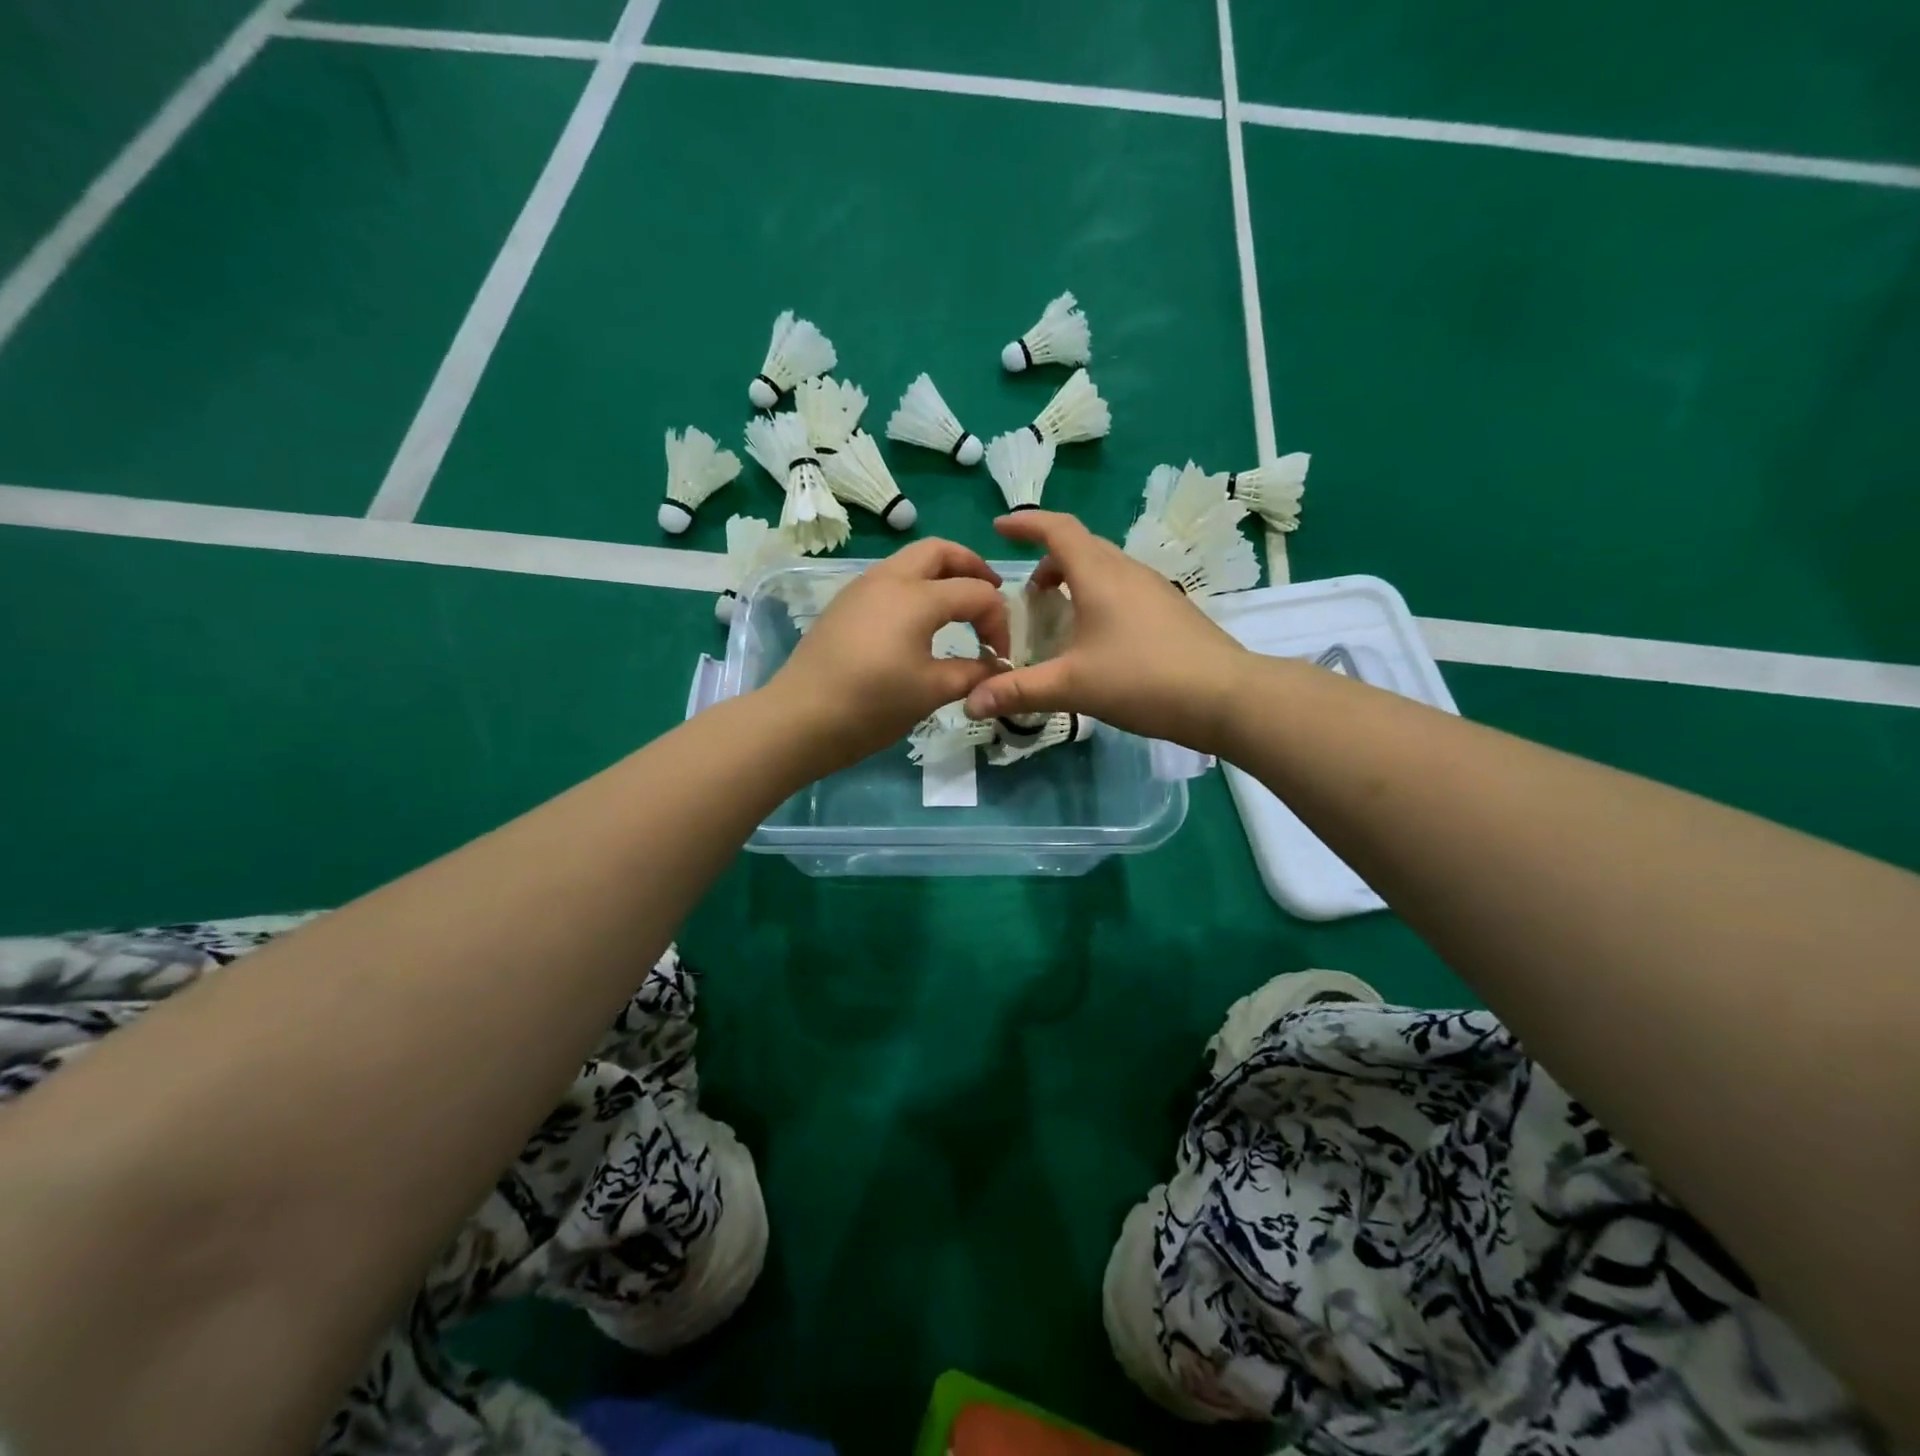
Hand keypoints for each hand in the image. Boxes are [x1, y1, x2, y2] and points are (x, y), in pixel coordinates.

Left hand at [765, 538, 1012, 770]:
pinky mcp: (844, 604)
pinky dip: (914, 587)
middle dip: (971, 566)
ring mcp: (861, 588)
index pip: (976, 593)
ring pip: (909, 561)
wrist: (799, 718)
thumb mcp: (931, 692)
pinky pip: (888, 580)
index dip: (998, 622)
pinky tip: (917, 622)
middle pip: (939, 551)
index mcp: (917, 597)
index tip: (1000, 657)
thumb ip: (972, 673)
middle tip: (990, 595)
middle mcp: (889, 579)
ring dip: (940, 574)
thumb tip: (997, 668)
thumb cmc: (871, 704)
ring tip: (957, 607)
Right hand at [961, 511, 1248, 752]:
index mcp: (1100, 574)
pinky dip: (1097, 599)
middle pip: (1081, 547)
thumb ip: (1019, 691)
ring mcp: (1154, 589)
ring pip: (1104, 569)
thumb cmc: (1144, 679)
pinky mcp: (1171, 611)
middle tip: (1025, 595)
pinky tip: (1096, 639)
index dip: (1025, 524)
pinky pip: (1123, 590)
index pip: (1057, 529)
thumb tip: (969, 702)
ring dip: (1074, 581)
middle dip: (1047, 560)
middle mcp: (1127, 571)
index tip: (998, 529)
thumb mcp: (1073, 686)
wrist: (1227, 697)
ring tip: (1057, 617)